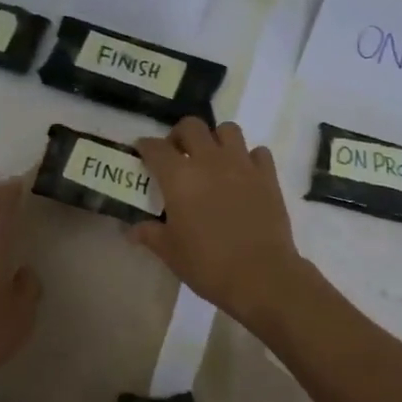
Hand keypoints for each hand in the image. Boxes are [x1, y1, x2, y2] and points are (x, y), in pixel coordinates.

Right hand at [130, 118, 309, 327]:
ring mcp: (242, 165)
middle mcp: (210, 160)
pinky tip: (244, 175)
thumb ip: (151, 234)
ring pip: (228, 130)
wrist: (260, 274)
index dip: (146, 147)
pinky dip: (249, 157)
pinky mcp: (268, 176)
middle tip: (177, 154)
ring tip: (213, 159)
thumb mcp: (170, 252)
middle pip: (191, 126)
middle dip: (180, 135)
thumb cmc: (207, 264)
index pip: (156, 148)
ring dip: (216, 139)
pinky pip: (258, 152)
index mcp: (179, 177)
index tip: (143, 152)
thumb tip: (133, 230)